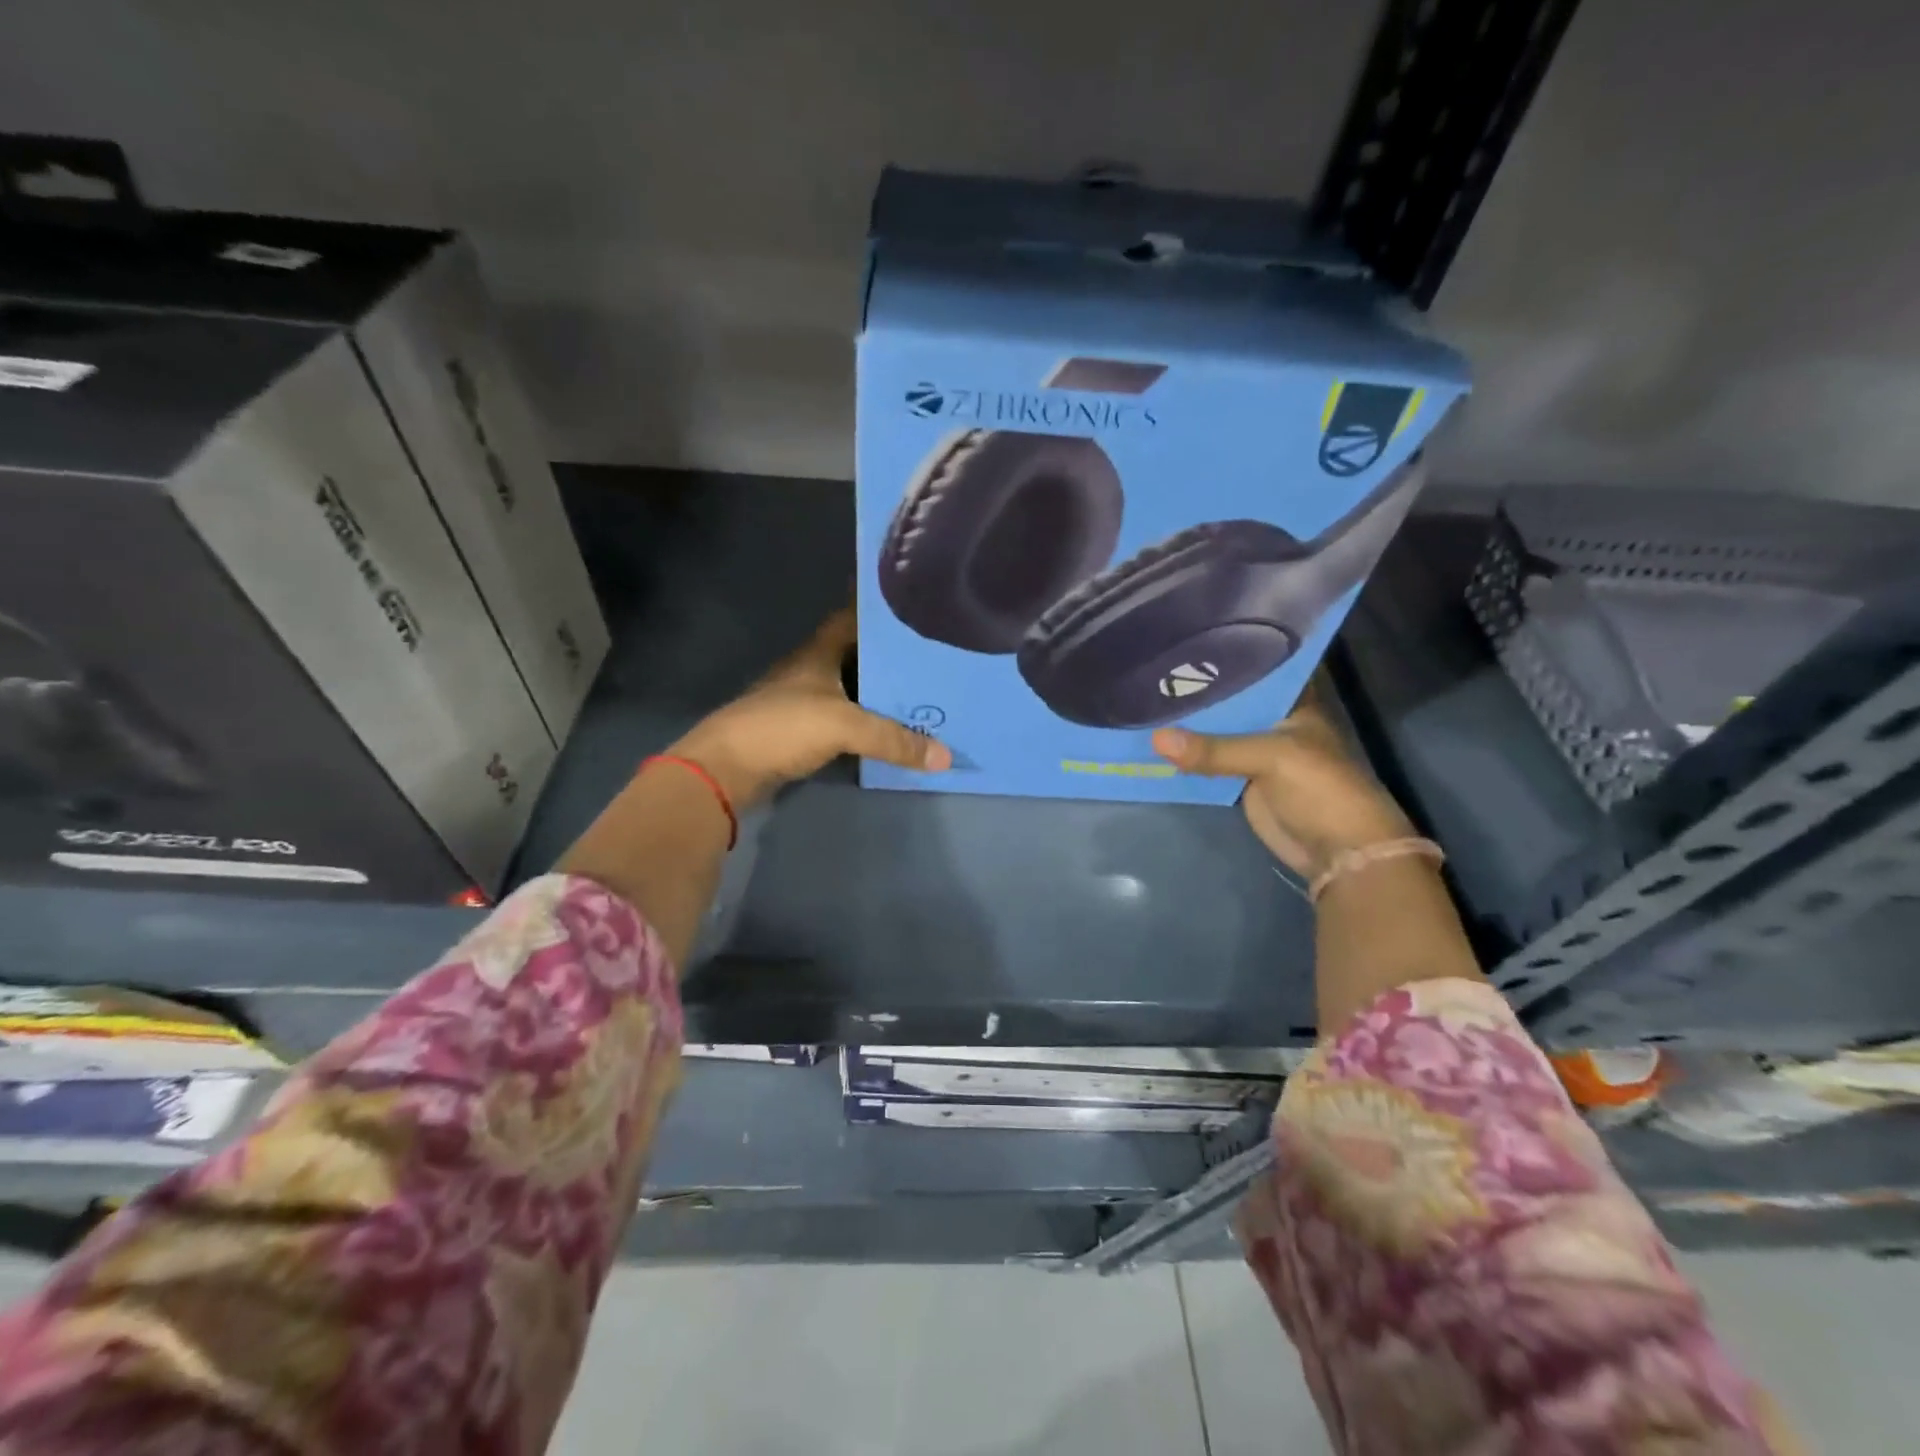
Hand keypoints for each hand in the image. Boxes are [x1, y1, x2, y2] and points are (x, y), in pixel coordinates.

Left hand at [669, 607, 950, 811]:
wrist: (726, 769)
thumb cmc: (783, 727)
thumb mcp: (844, 726)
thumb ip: (894, 739)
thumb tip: (945, 757)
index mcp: (818, 653)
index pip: (853, 619)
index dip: (881, 612)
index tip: (917, 609)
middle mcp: (811, 670)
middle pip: (857, 655)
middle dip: (892, 656)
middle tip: (935, 658)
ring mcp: (803, 701)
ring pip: (852, 689)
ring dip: (880, 692)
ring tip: (923, 693)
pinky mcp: (800, 732)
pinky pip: (844, 719)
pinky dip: (866, 722)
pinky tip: (891, 729)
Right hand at [1151, 676, 1414, 880]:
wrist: (1341, 852)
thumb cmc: (1320, 788)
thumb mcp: (1270, 758)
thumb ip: (1214, 749)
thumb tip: (1156, 739)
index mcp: (1291, 702)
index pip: (1252, 668)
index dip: (1219, 657)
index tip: (1177, 643)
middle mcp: (1272, 721)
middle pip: (1227, 702)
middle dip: (1193, 693)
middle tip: (1146, 672)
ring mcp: (1257, 753)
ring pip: (1214, 733)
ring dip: (1185, 726)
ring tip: (1139, 700)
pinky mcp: (1243, 782)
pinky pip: (1209, 763)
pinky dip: (1186, 757)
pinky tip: (1153, 741)